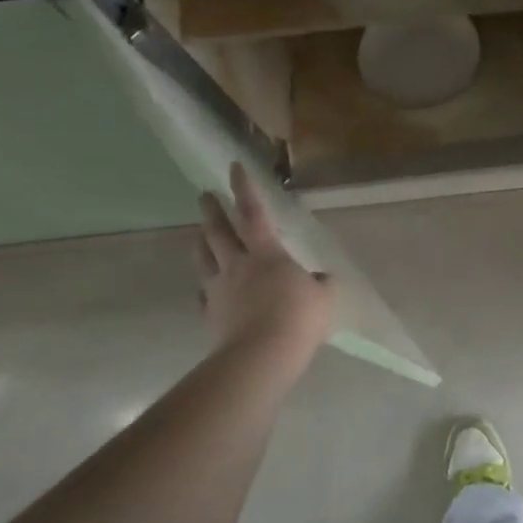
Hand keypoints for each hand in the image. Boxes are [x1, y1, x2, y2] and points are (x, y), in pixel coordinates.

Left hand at [194, 162, 336, 365]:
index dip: (244, 188)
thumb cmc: (298, 317)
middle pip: (219, 232)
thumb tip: (321, 279)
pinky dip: (205, 287)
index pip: (254, 213)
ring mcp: (219, 291)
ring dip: (201, 243)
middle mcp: (237, 265)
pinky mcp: (211, 315)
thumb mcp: (324, 297)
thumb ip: (321, 283)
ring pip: (204, 259)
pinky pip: (204, 295)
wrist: (261, 355)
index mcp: (266, 254)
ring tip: (198, 235)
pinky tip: (205, 289)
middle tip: (203, 196)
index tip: (233, 167)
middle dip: (212, 211)